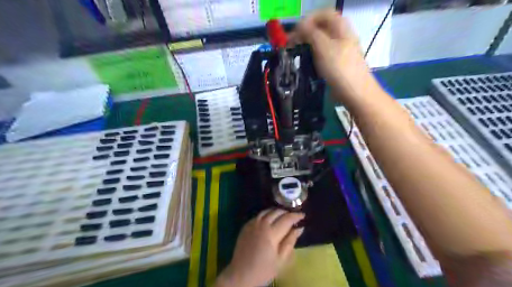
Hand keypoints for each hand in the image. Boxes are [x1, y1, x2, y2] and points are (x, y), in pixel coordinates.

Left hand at [213, 209, 302, 285]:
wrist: (241, 274)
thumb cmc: (264, 270)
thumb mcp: (281, 260)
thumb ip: (290, 241)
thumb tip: (300, 228)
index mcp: (271, 233)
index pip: (287, 219)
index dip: (296, 216)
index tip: (303, 215)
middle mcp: (262, 224)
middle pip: (277, 212)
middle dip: (287, 212)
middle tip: (293, 216)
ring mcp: (252, 224)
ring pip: (267, 211)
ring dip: (276, 211)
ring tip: (283, 215)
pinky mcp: (246, 226)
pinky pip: (258, 215)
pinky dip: (267, 214)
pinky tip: (269, 219)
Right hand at [289, 9, 377, 104]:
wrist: (354, 92)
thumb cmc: (339, 67)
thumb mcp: (323, 46)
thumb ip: (310, 33)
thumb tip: (299, 26)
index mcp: (340, 27)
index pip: (322, 14)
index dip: (308, 20)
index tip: (295, 32)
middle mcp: (341, 36)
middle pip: (321, 28)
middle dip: (305, 33)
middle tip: (292, 43)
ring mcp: (340, 51)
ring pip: (321, 42)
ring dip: (308, 45)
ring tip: (296, 53)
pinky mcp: (337, 64)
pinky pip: (323, 55)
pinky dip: (313, 56)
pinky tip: (307, 63)